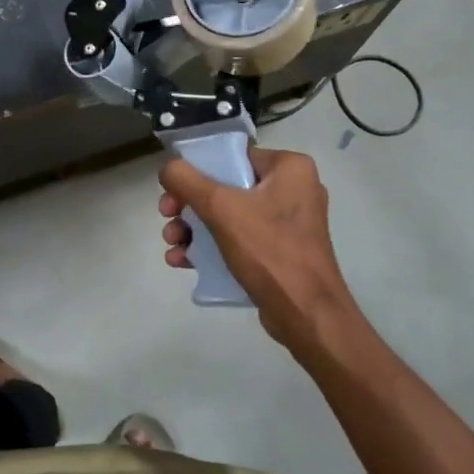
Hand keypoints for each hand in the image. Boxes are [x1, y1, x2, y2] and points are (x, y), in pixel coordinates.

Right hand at [159, 146, 356, 348]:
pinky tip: (183, 260)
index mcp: (290, 168)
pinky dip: (212, 245)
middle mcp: (293, 188)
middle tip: (166, 216)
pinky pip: (240, 238)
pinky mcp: (281, 251)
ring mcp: (288, 223)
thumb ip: (188, 181)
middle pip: (226, 186)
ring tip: (171, 243)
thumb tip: (168, 168)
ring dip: (195, 227)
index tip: (172, 188)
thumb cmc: (269, 251)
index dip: (197, 169)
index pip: (233, 156)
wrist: (307, 317)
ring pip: (229, 214)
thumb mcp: (222, 208)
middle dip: (190, 204)